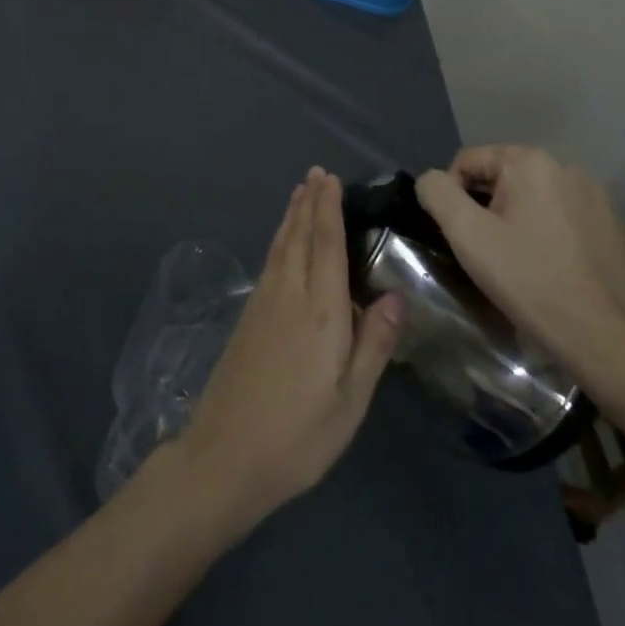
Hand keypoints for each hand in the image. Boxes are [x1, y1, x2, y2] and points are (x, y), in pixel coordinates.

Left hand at [179, 167, 403, 527]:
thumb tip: (397, 295)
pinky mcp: (248, 316)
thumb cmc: (300, 434)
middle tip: (316, 173)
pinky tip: (282, 242)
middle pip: (299, 236)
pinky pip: (269, 261)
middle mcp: (288, 294)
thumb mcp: (351, 399)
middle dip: (309, 202)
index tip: (331, 179)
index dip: (328, 209)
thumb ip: (374, 344)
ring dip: (291, 216)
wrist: (227, 453)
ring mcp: (263, 302)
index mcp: (320, 311)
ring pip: (280, 245)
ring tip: (300, 193)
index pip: (325, 245)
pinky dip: (279, 239)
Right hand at [415, 146, 624, 364]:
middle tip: (488, 249)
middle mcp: (566, 167)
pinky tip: (550, 265)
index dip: (453, 196)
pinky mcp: (612, 225)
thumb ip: (436, 192)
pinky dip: (548, 231)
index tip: (463, 235)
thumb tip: (431, 180)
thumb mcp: (466, 234)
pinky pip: (563, 216)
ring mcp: (596, 196)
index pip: (467, 162)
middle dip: (487, 206)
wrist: (601, 338)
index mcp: (530, 161)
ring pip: (533, 196)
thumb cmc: (527, 279)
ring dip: (517, 217)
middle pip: (502, 177)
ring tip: (518, 259)